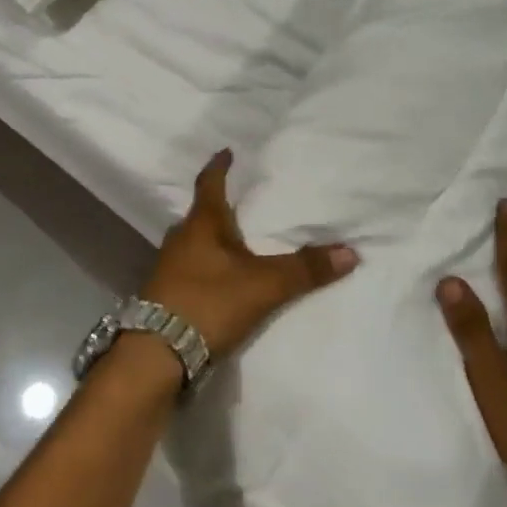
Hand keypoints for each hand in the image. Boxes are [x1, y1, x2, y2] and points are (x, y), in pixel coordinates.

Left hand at [143, 150, 359, 359]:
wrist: (155, 355)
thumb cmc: (208, 304)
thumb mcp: (264, 286)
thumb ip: (305, 269)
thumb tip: (350, 252)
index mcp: (201, 225)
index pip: (209, 184)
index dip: (220, 167)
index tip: (227, 151)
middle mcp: (180, 240)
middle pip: (201, 215)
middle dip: (221, 208)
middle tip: (244, 203)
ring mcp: (168, 268)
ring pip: (195, 244)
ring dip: (214, 240)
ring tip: (238, 241)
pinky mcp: (164, 295)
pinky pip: (191, 269)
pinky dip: (209, 266)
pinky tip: (222, 279)